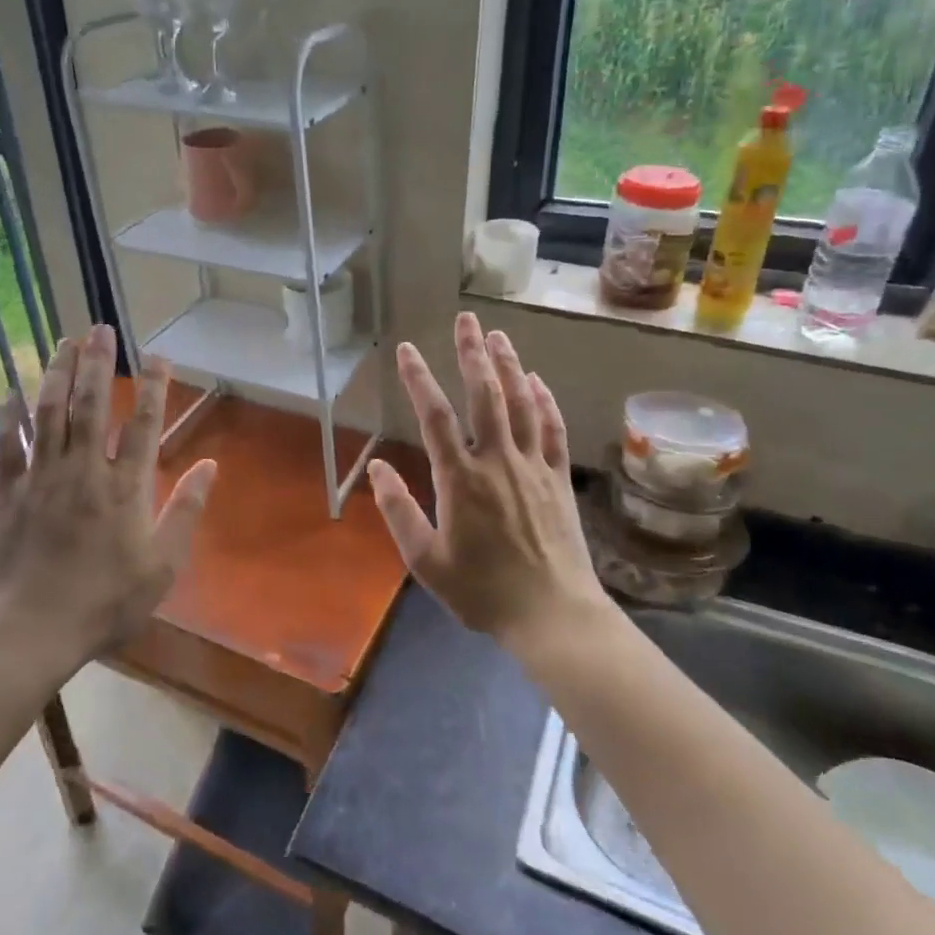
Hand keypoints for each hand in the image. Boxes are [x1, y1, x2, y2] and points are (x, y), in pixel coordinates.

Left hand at [0, 326, 215, 667]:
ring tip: (65, 343)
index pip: (144, 425)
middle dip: (99, 364)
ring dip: (58, 375)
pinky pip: (7, 446)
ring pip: (50, 414)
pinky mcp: (10, 493)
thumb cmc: (105, 601)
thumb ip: (186, 511)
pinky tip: (9, 391)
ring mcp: (43, 478)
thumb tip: (211, 465)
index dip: (154, 388)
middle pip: (92, 406)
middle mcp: (84, 470)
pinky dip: (8, 416)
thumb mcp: (162, 564)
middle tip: (101, 329)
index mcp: (125, 487)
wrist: (31, 628)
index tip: (159, 357)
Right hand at [368, 313, 607, 650]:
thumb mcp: (426, 561)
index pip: (436, 418)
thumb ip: (399, 512)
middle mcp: (498, 462)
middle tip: (467, 319)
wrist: (552, 614)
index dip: (419, 380)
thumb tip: (375, 468)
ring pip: (521, 404)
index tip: (406, 350)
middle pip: (485, 396)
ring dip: (509, 366)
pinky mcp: (558, 478)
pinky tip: (536, 381)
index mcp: (461, 480)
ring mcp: (533, 466)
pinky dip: (544, 401)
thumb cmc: (482, 591)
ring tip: (498, 335)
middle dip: (473, 354)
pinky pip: (552, 429)